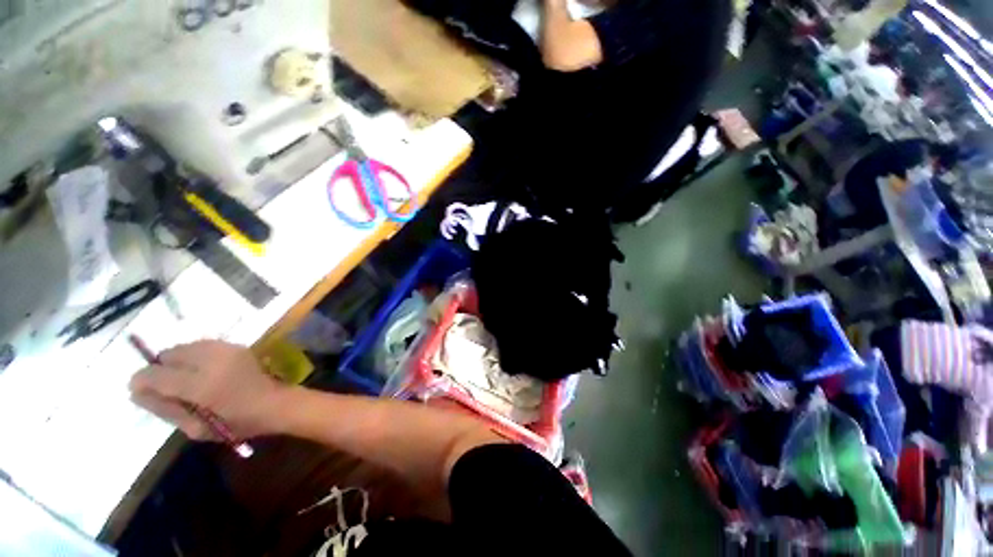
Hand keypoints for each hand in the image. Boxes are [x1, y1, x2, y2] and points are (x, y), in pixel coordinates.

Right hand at [129, 340, 292, 440]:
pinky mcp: (236, 345)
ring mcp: (227, 349)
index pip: (156, 375)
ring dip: (177, 360)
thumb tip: (137, 393)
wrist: (276, 402)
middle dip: (160, 369)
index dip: (142, 381)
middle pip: (169, 355)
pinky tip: (201, 370)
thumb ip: (165, 409)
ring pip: (185, 347)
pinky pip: (202, 345)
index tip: (139, 391)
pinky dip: (194, 355)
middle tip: (167, 387)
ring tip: (185, 379)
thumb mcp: (196, 428)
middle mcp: (212, 361)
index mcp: (202, 386)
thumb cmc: (238, 422)